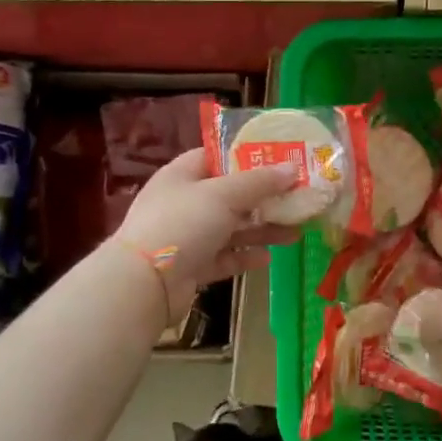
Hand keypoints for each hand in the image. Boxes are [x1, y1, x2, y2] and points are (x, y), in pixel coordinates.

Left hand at [113, 149, 299, 320]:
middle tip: (296, 198)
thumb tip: (292, 168)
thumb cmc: (183, 223)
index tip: (277, 160)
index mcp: (182, 175)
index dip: (245, 157)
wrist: (145, 284)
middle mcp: (183, 203)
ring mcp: (186, 236)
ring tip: (295, 233)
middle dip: (263, 198)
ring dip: (261, 229)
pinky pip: (224, 257)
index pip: (215, 157)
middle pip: (229, 195)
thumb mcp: (224, 194)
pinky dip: (244, 256)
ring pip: (230, 228)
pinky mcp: (191, 267)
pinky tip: (268, 258)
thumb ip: (260, 182)